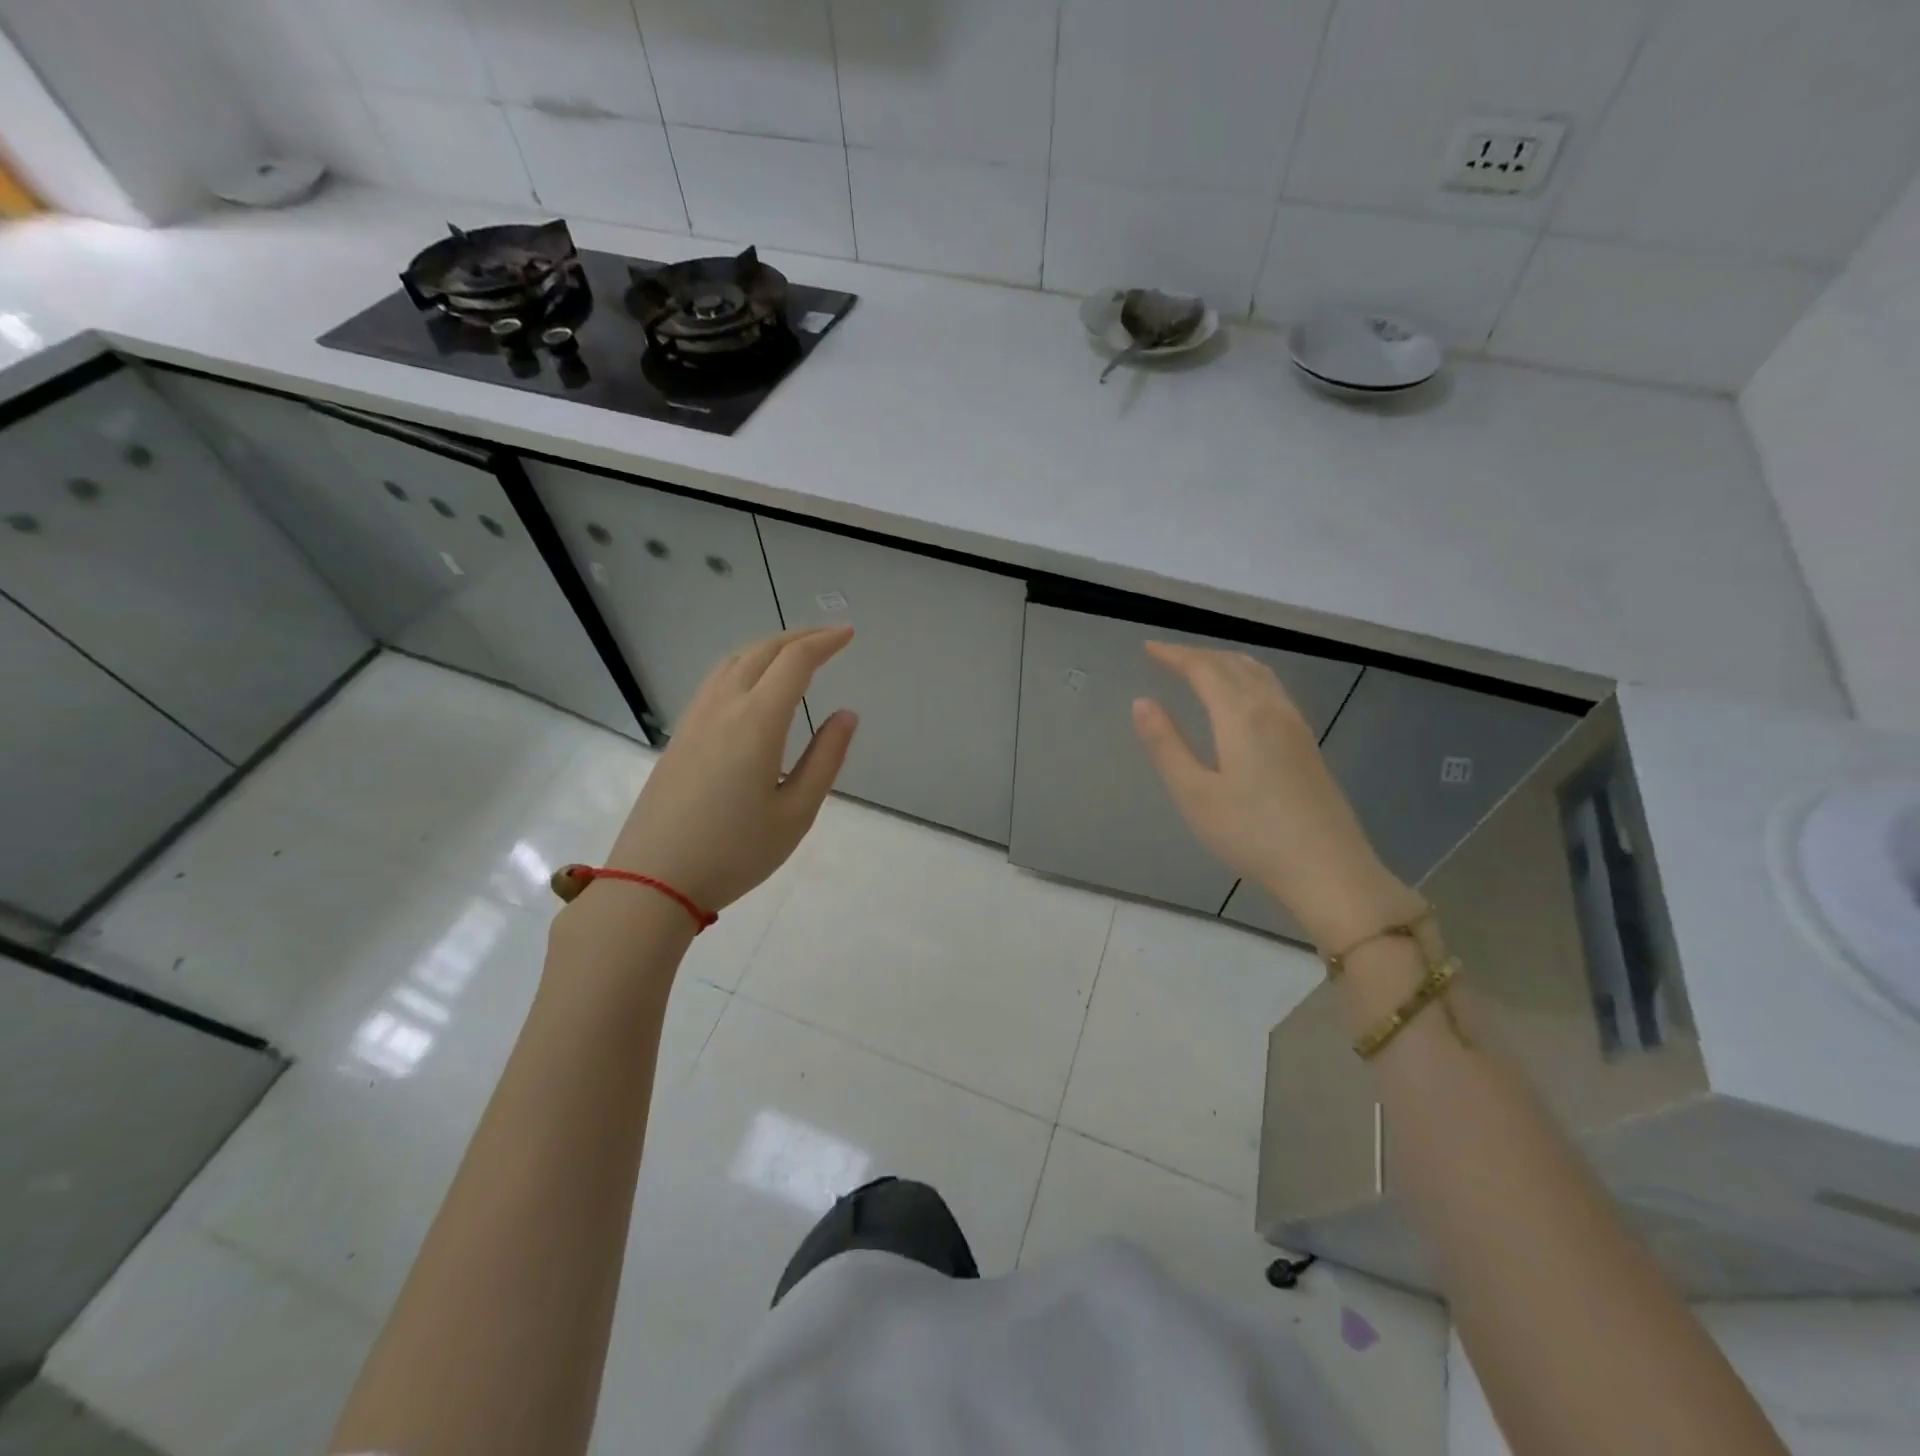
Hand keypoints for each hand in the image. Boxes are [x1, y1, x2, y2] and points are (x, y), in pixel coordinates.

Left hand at [601, 627, 857, 912]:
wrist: (652, 880)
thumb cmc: (735, 852)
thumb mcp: (796, 813)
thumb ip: (825, 759)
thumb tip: (846, 716)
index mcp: (757, 722)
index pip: (795, 662)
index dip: (825, 642)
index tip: (849, 635)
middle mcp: (723, 707)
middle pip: (762, 651)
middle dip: (799, 637)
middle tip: (829, 638)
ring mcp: (695, 719)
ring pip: (734, 662)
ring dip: (768, 648)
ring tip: (794, 655)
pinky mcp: (680, 735)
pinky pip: (716, 681)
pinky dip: (744, 666)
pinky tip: (753, 685)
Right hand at [1131, 641, 1422, 948]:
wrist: (1327, 869)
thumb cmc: (1251, 834)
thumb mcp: (1194, 794)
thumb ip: (1166, 745)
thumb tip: (1142, 702)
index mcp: (1241, 716)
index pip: (1204, 669)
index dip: (1175, 654)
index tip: (1148, 647)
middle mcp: (1271, 709)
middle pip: (1233, 665)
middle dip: (1198, 655)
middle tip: (1168, 657)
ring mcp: (1295, 725)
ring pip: (1258, 674)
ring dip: (1225, 663)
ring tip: (1200, 668)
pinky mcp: (1307, 744)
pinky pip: (1272, 690)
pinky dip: (1247, 677)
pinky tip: (1241, 698)